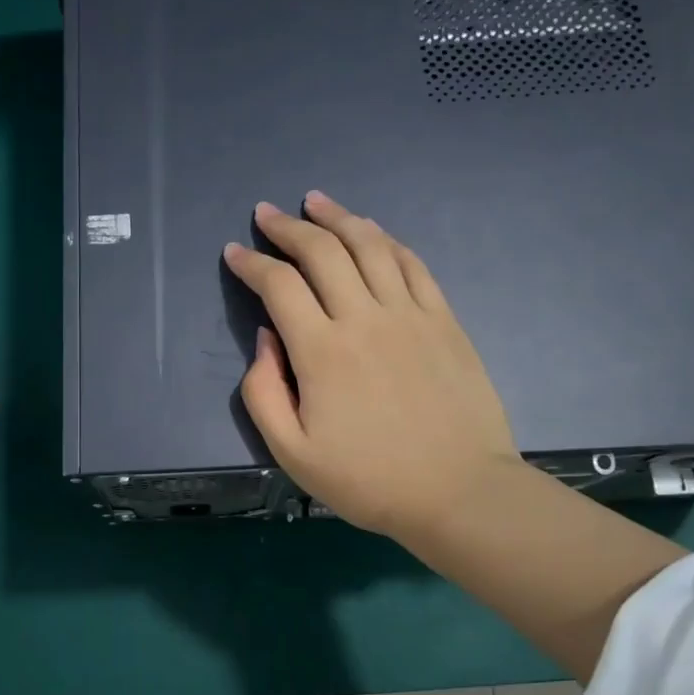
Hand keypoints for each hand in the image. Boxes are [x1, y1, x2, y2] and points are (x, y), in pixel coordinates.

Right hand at [223, 192, 520, 545]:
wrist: (459, 492)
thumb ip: (263, 393)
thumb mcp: (293, 453)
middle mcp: (364, 318)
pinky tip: (371, 232)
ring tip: (316, 202)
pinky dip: (386, 240)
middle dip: (288, 227)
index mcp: (322, 352)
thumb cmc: (369, 480)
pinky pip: (412, 264)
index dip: (251, 263)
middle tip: (267, 213)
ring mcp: (410, 314)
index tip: (234, 251)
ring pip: (369, 245)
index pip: (278, 286)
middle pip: (322, 252)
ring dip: (338, 217)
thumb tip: (265, 339)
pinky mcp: (444, 320)